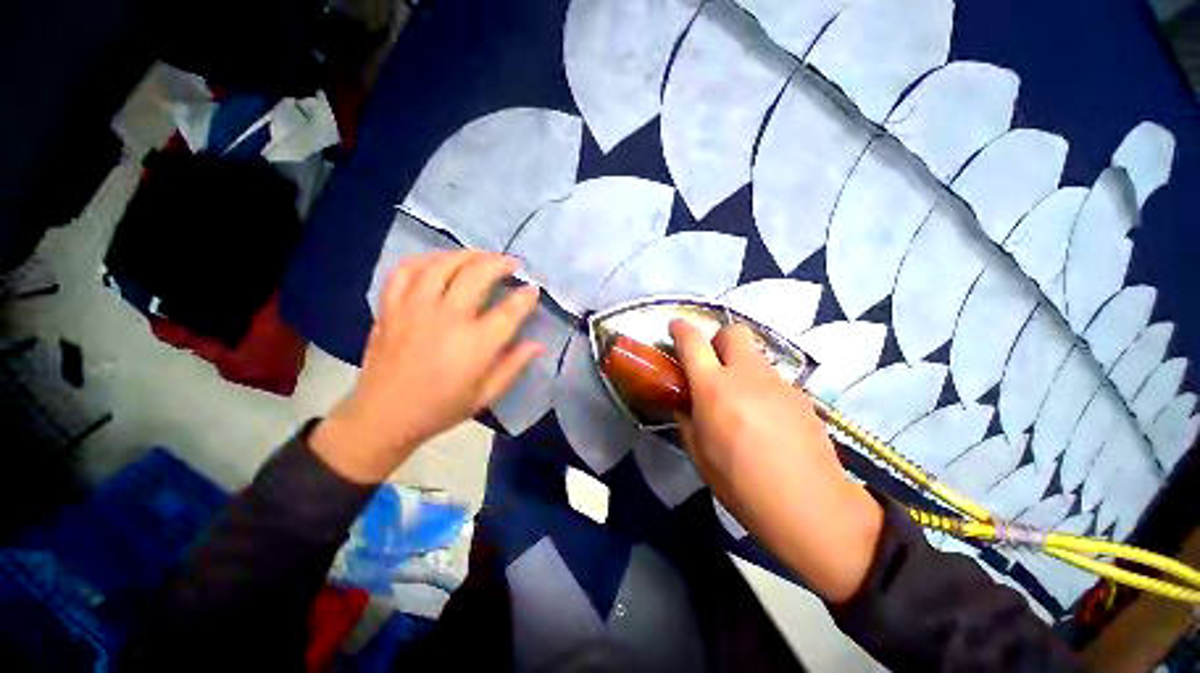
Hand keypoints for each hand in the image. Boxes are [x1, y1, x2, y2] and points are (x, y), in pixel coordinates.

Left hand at [311, 251, 541, 482]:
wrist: (382, 417)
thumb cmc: (440, 409)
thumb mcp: (486, 395)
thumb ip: (513, 365)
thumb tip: (538, 344)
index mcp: (475, 345)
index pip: (509, 311)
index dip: (526, 296)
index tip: (533, 289)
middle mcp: (446, 319)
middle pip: (476, 275)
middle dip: (499, 263)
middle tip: (511, 263)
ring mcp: (414, 309)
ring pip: (441, 265)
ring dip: (466, 255)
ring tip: (480, 256)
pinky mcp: (390, 308)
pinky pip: (404, 271)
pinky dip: (424, 260)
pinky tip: (438, 262)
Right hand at [670, 320, 882, 602]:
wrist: (811, 509)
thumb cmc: (742, 485)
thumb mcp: (699, 454)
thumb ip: (686, 419)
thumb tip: (684, 403)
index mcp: (714, 389)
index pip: (693, 342)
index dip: (680, 329)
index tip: (675, 328)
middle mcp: (747, 376)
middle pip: (733, 331)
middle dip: (718, 340)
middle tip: (712, 365)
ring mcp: (779, 383)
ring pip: (755, 356)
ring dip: (741, 366)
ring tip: (740, 400)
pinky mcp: (801, 395)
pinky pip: (773, 379)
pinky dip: (761, 387)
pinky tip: (766, 419)